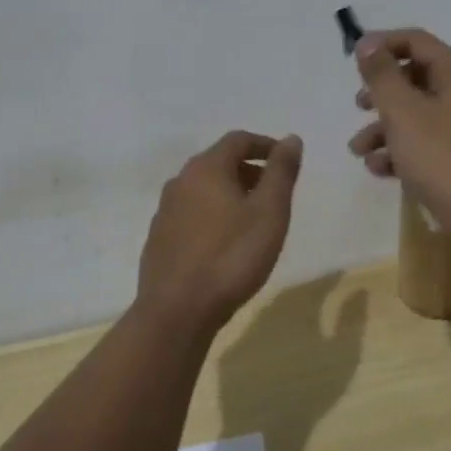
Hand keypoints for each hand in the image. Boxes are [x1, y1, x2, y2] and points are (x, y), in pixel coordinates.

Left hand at [136, 131, 302, 331]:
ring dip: (230, 194)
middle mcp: (180, 182)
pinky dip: (213, 216)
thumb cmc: (232, 256)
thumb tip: (291, 138)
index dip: (265, 145)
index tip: (286, 160)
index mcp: (206, 168)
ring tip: (253, 220)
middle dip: (249, 170)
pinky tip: (225, 244)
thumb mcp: (269, 212)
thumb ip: (281, 172)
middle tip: (274, 193)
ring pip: (203, 190)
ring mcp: (165, 211)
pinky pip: (191, 214)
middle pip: (218, 162)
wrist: (177, 312)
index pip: (238, 140)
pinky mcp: (159, 239)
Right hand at [347, 29, 450, 237]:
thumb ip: (381, 74)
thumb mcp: (402, 111)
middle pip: (413, 77)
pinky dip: (399, 150)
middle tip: (358, 106)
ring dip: (382, 127)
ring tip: (359, 150)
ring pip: (414, 113)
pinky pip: (423, 141)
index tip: (352, 61)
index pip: (415, 41)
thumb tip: (367, 43)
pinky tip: (379, 169)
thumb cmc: (440, 156)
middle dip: (380, 93)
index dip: (381, 45)